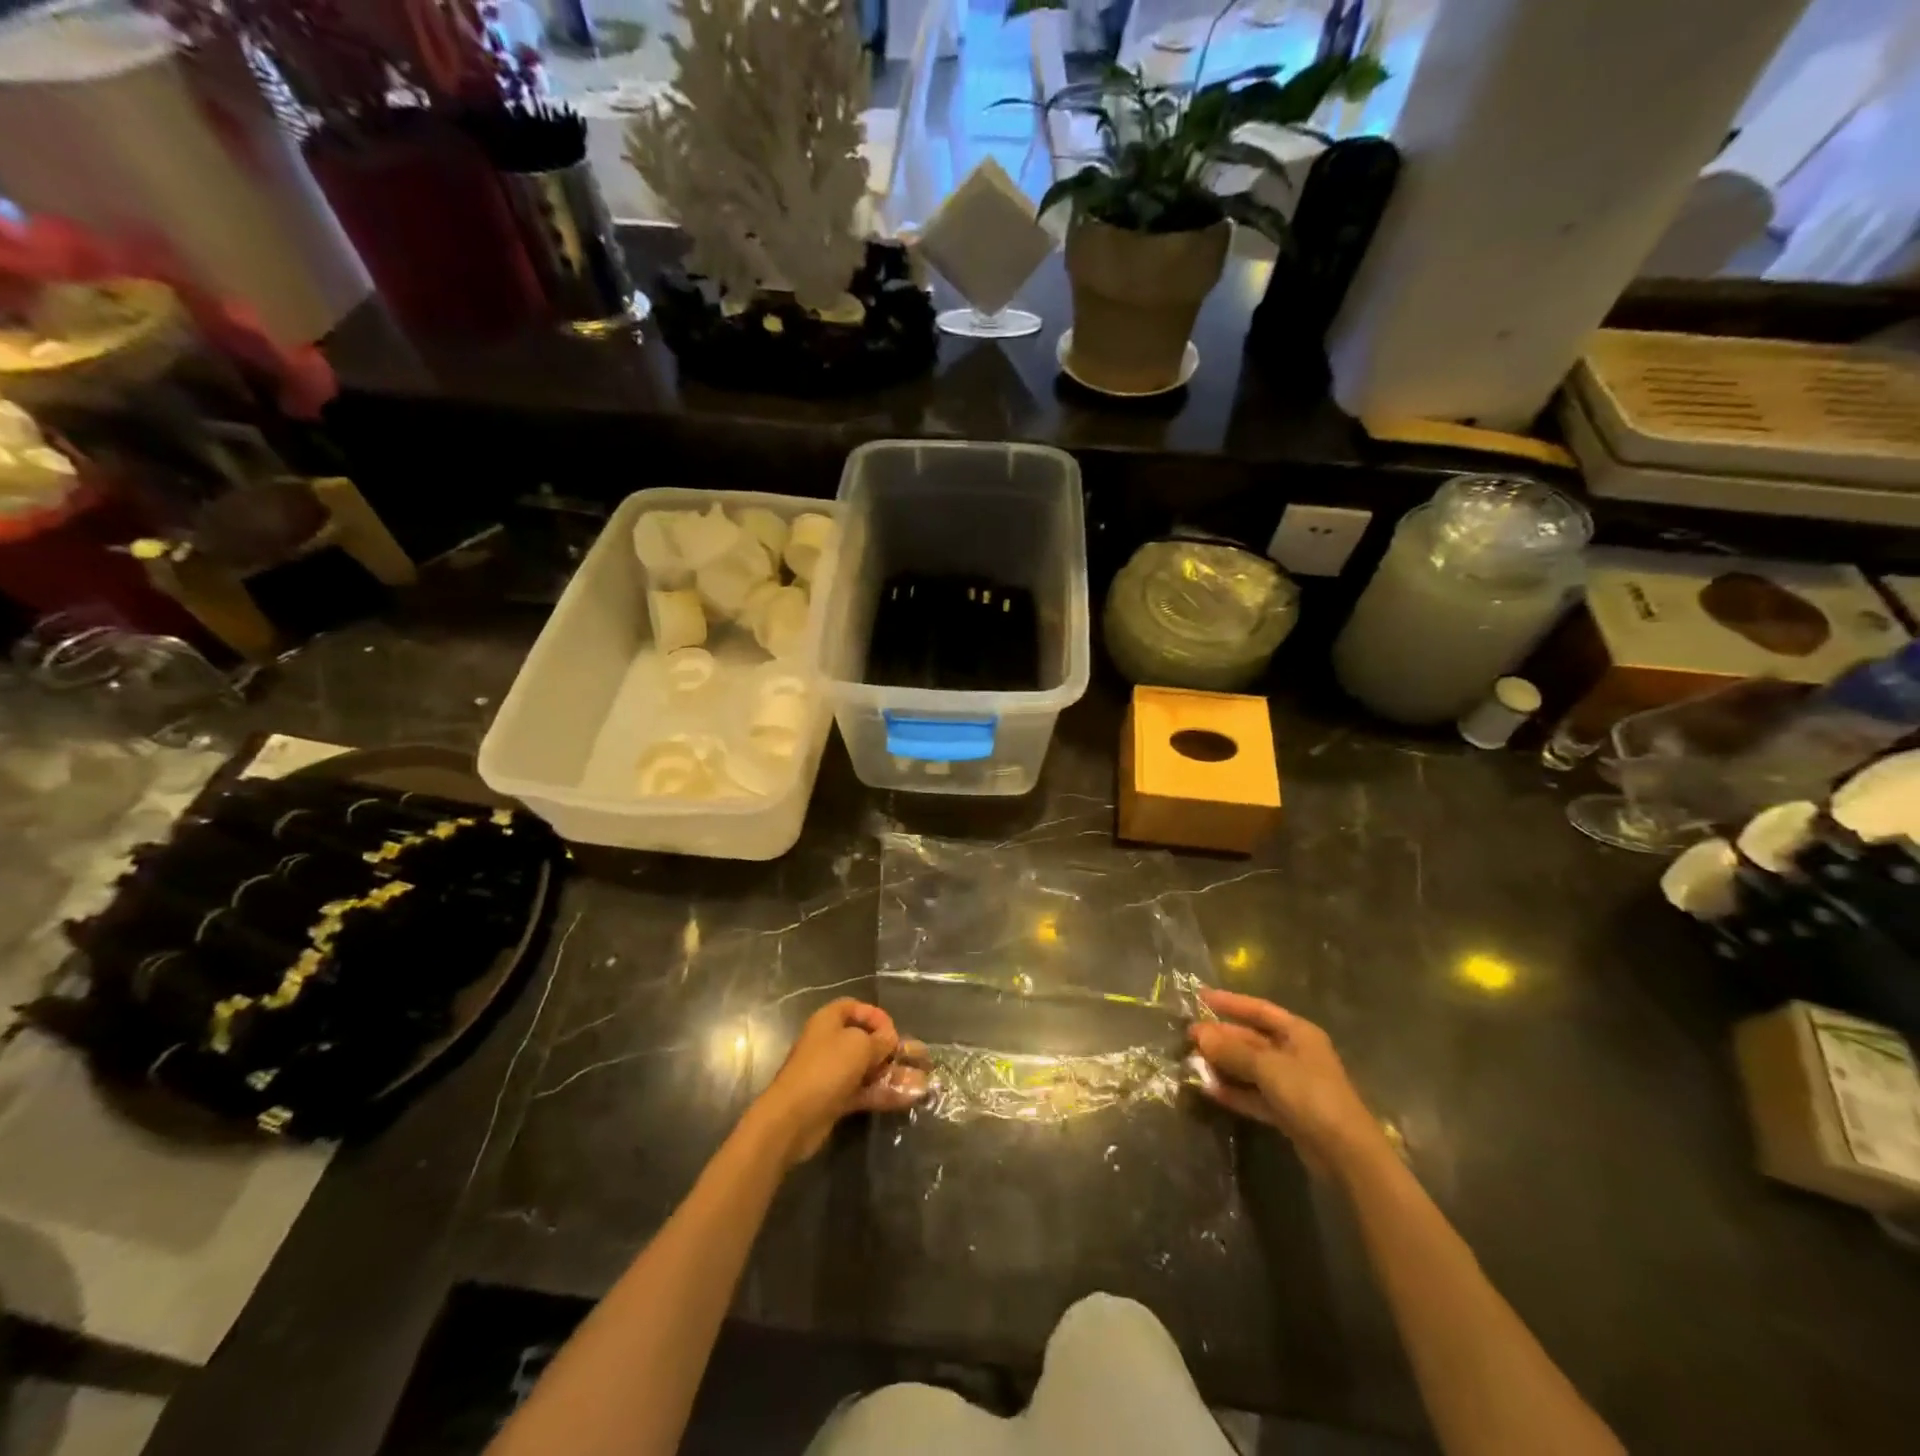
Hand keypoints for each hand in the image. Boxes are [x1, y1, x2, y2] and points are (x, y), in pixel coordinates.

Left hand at [751, 998, 927, 1165]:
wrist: (793, 1118)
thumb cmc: (826, 1069)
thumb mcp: (859, 1046)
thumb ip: (879, 1040)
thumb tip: (890, 1040)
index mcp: (829, 1021)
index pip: (855, 1008)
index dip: (876, 1016)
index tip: (893, 1032)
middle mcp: (830, 1043)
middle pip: (865, 1040)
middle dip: (891, 1049)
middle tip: (917, 1058)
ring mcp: (833, 1073)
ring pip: (868, 1069)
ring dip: (893, 1074)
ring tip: (923, 1081)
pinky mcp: (836, 1100)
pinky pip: (864, 1091)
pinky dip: (884, 1093)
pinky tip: (909, 1097)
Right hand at [1189, 990, 1384, 1173]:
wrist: (1345, 1153)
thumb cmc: (1310, 1095)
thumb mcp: (1268, 1067)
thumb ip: (1232, 1050)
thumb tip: (1199, 1034)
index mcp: (1298, 1033)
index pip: (1259, 1009)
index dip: (1230, 1002)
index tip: (1200, 997)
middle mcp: (1295, 1054)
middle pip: (1252, 1039)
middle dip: (1222, 1037)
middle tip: (1190, 1036)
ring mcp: (1292, 1084)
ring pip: (1251, 1068)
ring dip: (1225, 1065)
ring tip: (1193, 1062)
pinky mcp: (1287, 1111)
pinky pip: (1255, 1094)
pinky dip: (1235, 1092)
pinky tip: (1209, 1091)